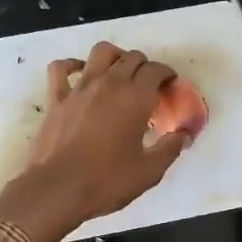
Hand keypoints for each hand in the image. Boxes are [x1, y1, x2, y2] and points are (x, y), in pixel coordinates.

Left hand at [0, 42, 192, 241]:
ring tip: (119, 71)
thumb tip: (184, 135)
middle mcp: (109, 84)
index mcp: (135, 99)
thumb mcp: (149, 171)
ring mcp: (80, 88)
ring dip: (115, 56)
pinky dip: (72, 65)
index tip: (170, 86)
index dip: (167, 74)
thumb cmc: (107, 181)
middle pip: (132, 58)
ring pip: (101, 52)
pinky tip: (80, 73)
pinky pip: (61, 68)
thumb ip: (170, 149)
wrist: (57, 189)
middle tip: (149, 85)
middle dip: (145, 66)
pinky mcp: (57, 98)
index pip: (156, 71)